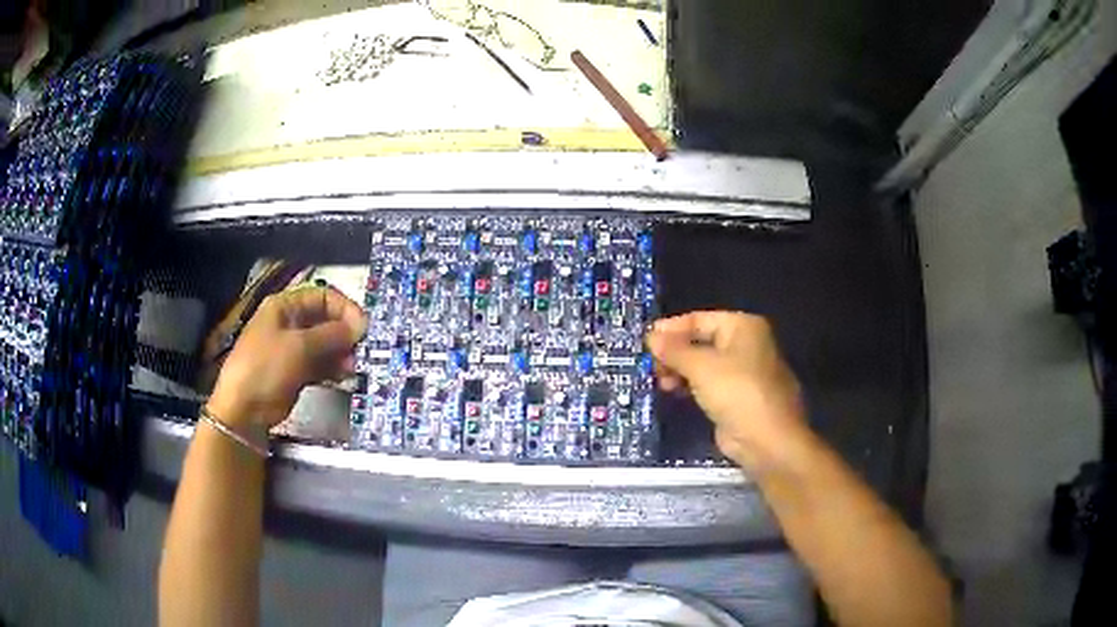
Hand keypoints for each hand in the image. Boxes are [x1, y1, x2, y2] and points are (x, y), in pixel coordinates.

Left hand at [208, 285, 367, 427]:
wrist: (243, 408)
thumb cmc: (266, 367)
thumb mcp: (298, 346)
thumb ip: (331, 334)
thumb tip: (360, 326)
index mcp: (285, 307)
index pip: (322, 296)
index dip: (344, 309)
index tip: (363, 327)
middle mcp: (290, 323)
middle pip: (325, 320)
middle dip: (345, 333)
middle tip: (362, 350)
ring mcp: (292, 349)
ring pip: (325, 345)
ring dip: (342, 353)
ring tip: (354, 367)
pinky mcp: (296, 372)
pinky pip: (320, 365)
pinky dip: (333, 369)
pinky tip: (346, 377)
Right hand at [647, 311, 807, 471]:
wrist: (766, 439)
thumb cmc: (737, 392)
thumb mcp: (700, 367)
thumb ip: (673, 350)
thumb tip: (651, 336)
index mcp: (743, 326)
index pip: (700, 319)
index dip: (672, 328)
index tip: (646, 340)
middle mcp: (746, 344)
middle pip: (701, 341)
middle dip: (675, 353)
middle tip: (652, 366)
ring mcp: (743, 371)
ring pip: (704, 364)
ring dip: (680, 370)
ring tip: (661, 383)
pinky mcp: (738, 396)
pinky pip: (709, 383)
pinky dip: (691, 385)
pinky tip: (674, 393)